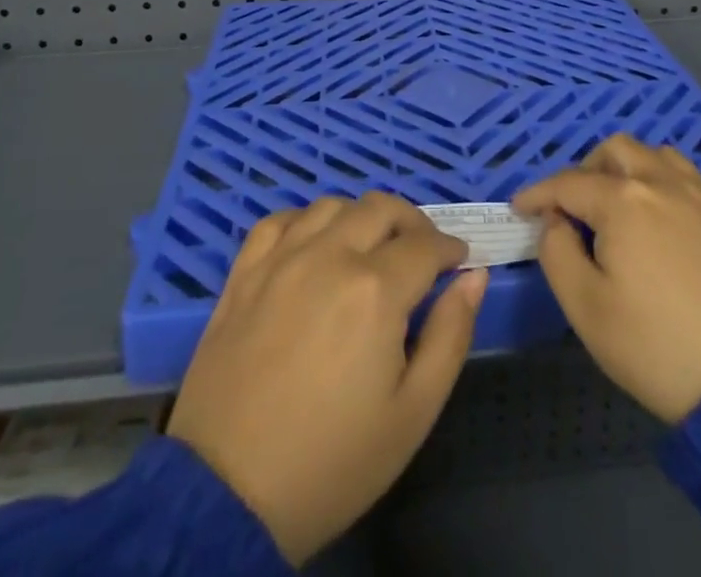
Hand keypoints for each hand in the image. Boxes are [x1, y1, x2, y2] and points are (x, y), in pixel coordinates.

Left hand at [165, 192, 487, 565]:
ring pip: (333, 205)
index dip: (450, 248)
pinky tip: (314, 244)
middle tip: (421, 252)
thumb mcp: (413, 413)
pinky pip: (281, 220)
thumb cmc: (332, 461)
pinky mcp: (244, 272)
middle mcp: (329, 255)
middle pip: (381, 208)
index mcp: (375, 290)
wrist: (226, 495)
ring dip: (362, 217)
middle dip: (413, 223)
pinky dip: (307, 220)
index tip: (459, 261)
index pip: (425, 245)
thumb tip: (474, 276)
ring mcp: (281, 258)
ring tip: (370, 248)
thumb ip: (451, 335)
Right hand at [513, 133, 700, 422]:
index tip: (519, 209)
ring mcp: (696, 195)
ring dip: (623, 168)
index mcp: (622, 201)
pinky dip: (656, 178)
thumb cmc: (656, 346)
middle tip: (571, 208)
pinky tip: (654, 215)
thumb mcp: (586, 308)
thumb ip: (556, 252)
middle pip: (613, 151)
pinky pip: (681, 174)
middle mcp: (659, 183)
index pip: (567, 184)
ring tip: (614, 206)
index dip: (537, 194)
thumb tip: (556, 221)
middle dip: (583, 171)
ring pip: (651, 154)